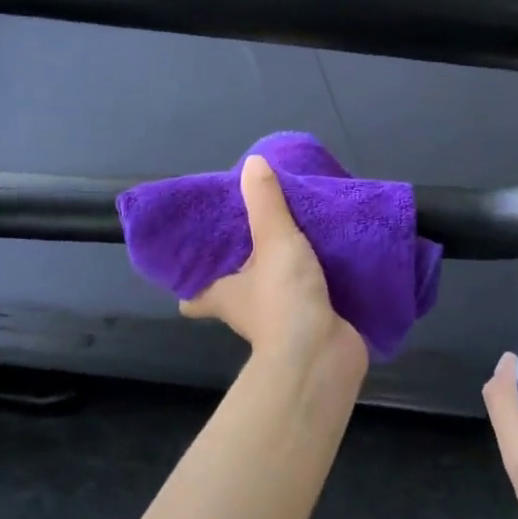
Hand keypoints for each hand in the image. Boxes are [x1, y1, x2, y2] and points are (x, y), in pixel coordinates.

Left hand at [181, 155, 367, 376]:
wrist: (324, 355)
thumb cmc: (284, 298)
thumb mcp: (273, 240)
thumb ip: (265, 203)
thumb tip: (252, 163)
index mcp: (224, 295)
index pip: (194, 296)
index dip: (190, 283)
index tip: (194, 261)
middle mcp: (245, 311)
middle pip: (235, 288)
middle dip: (242, 267)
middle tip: (252, 232)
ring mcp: (280, 321)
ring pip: (273, 291)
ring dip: (281, 272)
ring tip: (292, 237)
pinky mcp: (311, 325)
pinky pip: (308, 297)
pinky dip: (314, 282)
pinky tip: (328, 260)